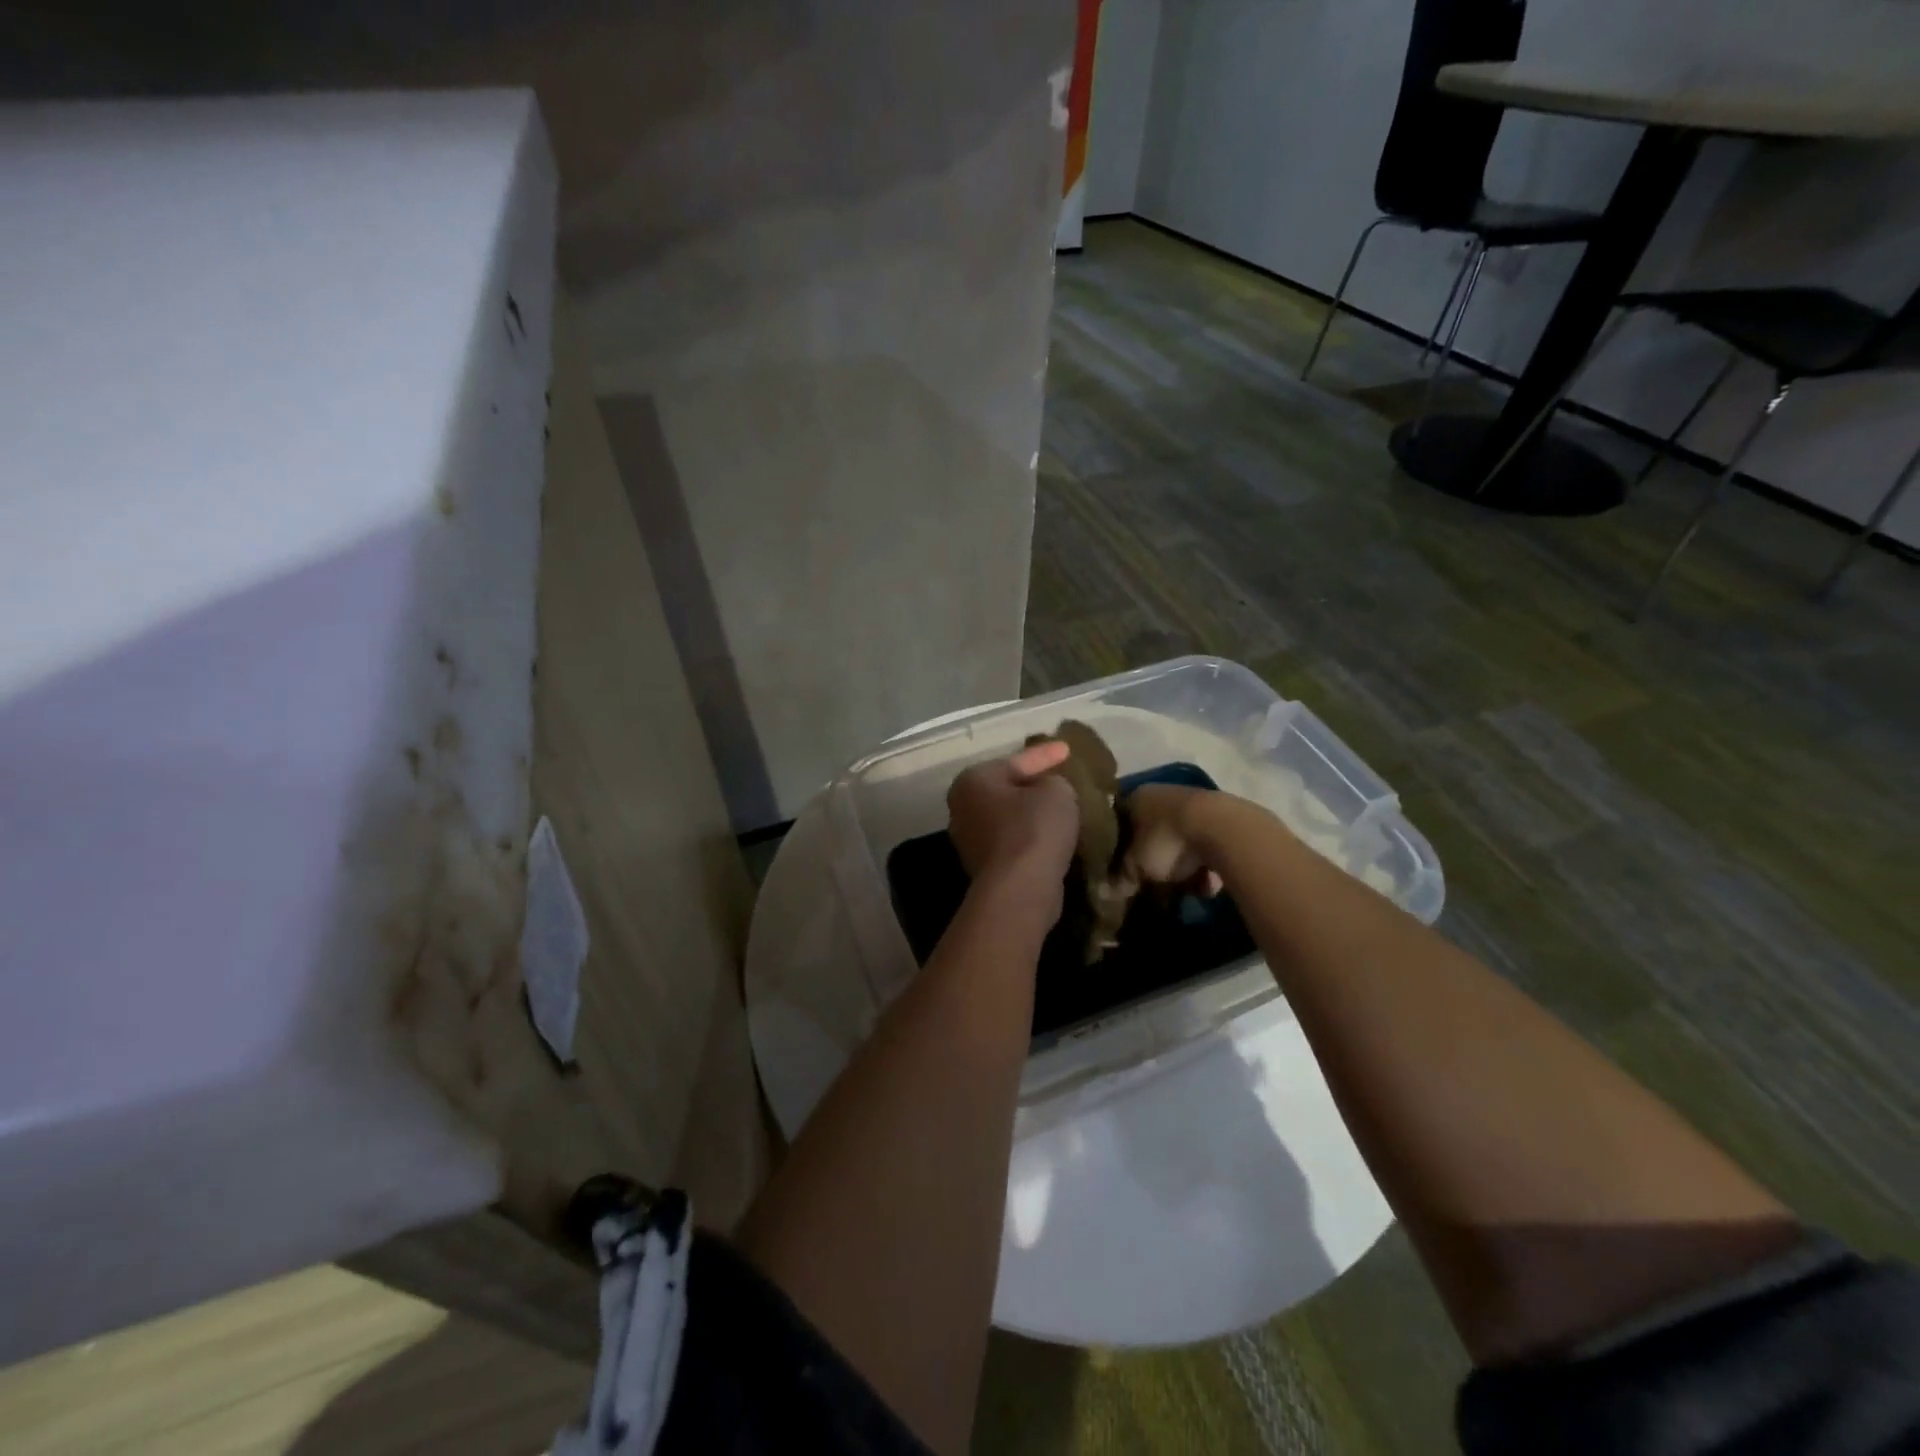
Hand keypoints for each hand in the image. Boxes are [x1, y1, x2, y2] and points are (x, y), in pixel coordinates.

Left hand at [946, 742, 1079, 889]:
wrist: (1020, 888)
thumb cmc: (1033, 828)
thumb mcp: (1056, 791)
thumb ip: (1052, 781)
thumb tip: (1046, 790)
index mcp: (972, 780)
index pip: (1015, 761)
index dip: (1045, 754)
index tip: (1067, 749)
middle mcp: (962, 808)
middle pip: (1005, 790)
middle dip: (1032, 785)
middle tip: (1060, 778)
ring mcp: (969, 841)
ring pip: (1008, 818)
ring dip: (1032, 815)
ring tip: (1061, 810)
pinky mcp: (985, 869)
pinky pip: (1013, 843)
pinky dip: (1031, 838)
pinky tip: (1053, 837)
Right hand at [1121, 783, 1223, 897]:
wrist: (1224, 830)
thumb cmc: (1166, 842)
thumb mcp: (1135, 867)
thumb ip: (1120, 877)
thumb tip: (1106, 892)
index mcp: (1136, 798)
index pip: (1118, 822)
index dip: (1117, 848)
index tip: (1118, 869)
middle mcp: (1163, 794)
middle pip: (1150, 832)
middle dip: (1152, 859)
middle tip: (1151, 883)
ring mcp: (1195, 804)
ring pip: (1180, 841)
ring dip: (1182, 866)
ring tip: (1184, 887)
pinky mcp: (1223, 818)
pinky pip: (1205, 848)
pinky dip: (1205, 866)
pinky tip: (1207, 884)